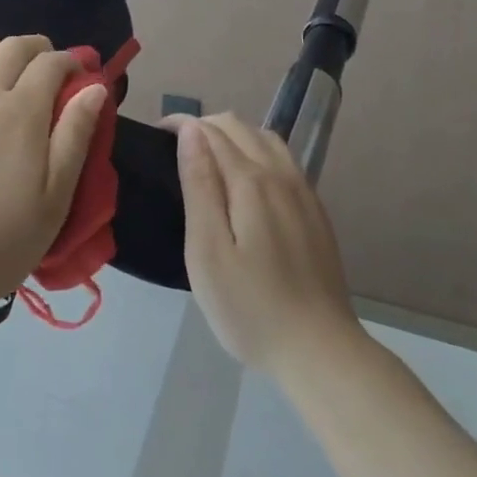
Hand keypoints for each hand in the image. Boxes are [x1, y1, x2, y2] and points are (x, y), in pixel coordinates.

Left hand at [0, 35, 107, 322]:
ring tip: (10, 69)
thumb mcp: (55, 197)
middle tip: (50, 71)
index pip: (51, 63)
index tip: (80, 77)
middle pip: (14, 47)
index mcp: (21, 112)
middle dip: (39, 49)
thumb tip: (96, 87)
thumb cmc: (2, 240)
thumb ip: (76, 135)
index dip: (71, 62)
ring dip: (0, 48)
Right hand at [168, 111, 359, 374]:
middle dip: (205, 125)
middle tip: (176, 148)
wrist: (321, 351)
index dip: (181, 124)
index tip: (156, 135)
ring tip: (209, 158)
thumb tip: (191, 131)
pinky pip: (283, 159)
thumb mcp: (208, 251)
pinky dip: (257, 150)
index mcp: (250, 180)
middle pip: (239, 126)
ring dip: (233, 135)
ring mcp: (303, 191)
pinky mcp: (315, 211)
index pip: (211, 131)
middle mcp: (280, 174)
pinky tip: (248, 179)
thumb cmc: (251, 306)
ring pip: (265, 138)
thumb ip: (198, 185)